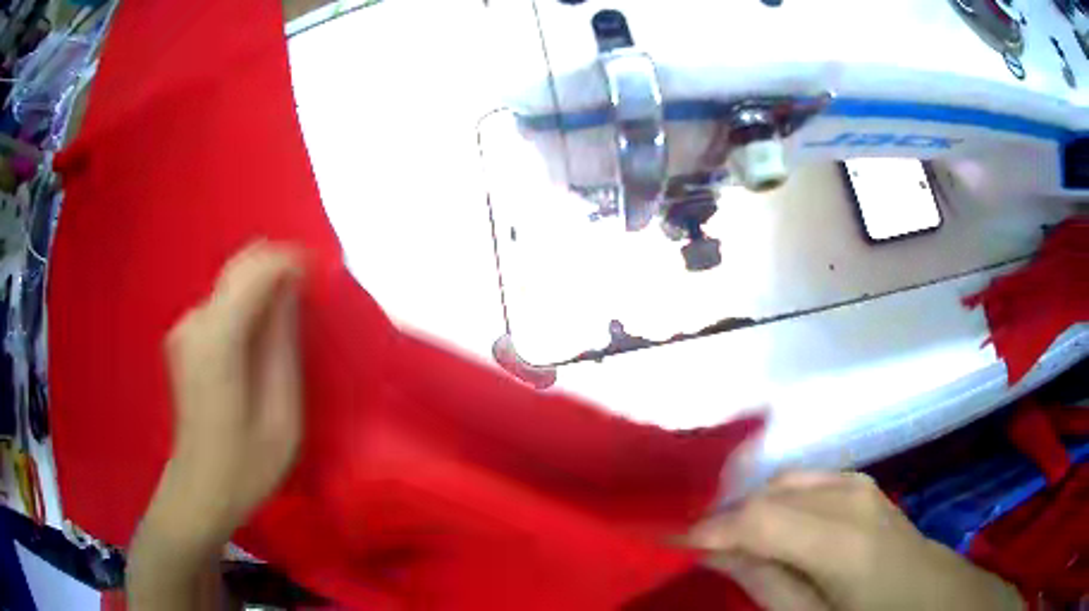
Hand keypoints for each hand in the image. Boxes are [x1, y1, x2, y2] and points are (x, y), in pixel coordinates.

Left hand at [155, 242, 304, 549]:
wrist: (199, 491)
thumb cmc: (246, 466)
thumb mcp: (282, 415)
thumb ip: (284, 345)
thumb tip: (291, 291)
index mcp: (218, 339)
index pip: (257, 268)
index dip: (292, 261)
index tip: (321, 277)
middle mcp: (196, 320)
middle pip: (241, 265)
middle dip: (279, 269)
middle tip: (308, 299)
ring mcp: (185, 327)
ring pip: (232, 280)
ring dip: (264, 288)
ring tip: (289, 322)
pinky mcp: (185, 336)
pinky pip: (223, 301)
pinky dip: (248, 304)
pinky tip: (261, 338)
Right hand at [688, 471, 1023, 610]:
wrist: (927, 595)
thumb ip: (763, 582)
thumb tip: (713, 551)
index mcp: (842, 539)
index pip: (759, 520)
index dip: (708, 529)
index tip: (664, 539)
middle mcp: (851, 496)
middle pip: (768, 495)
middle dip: (725, 519)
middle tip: (695, 547)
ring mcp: (859, 483)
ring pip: (784, 482)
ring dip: (750, 509)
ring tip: (731, 541)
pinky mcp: (860, 482)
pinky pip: (805, 481)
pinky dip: (777, 499)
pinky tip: (772, 525)